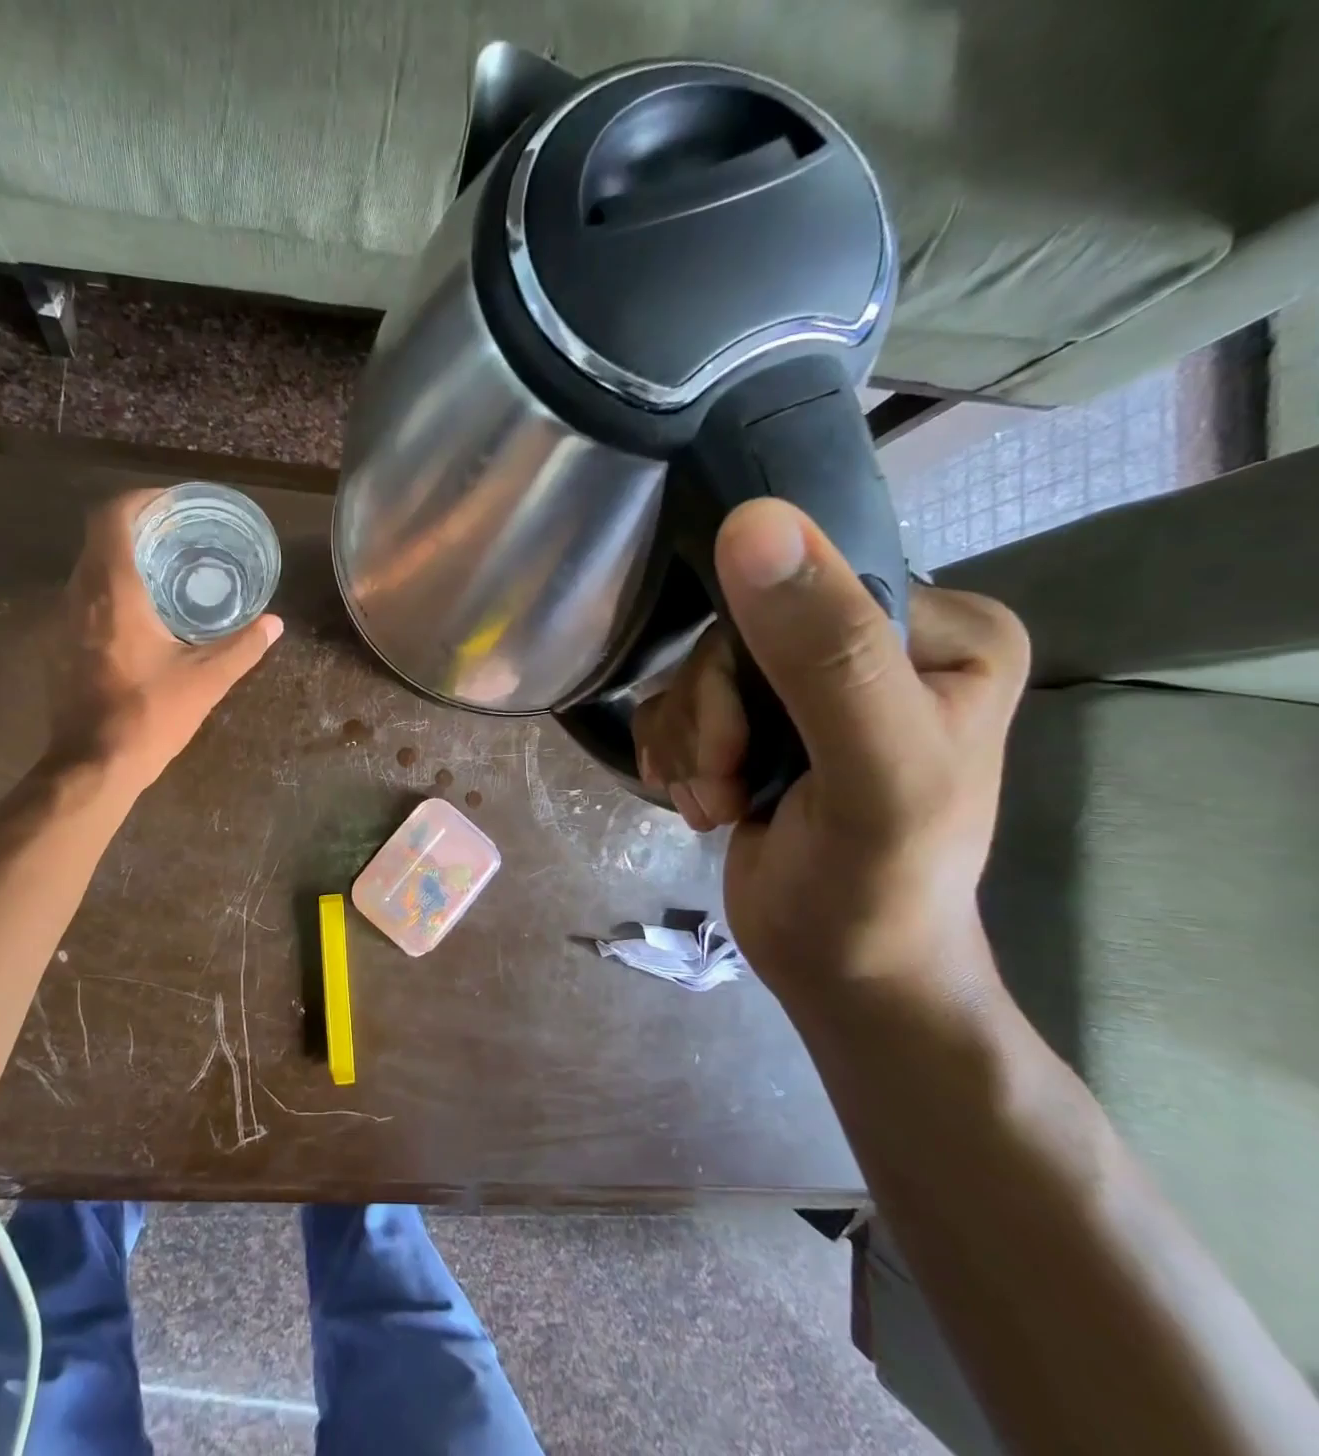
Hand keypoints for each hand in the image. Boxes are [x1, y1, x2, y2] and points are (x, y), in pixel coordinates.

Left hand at [48, 490, 281, 792]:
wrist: (92, 765)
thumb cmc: (149, 715)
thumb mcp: (206, 681)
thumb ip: (243, 647)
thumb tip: (274, 624)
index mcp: (114, 592)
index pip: (112, 518)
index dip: (139, 500)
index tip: (171, 504)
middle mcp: (80, 595)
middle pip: (98, 538)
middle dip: (135, 527)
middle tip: (176, 534)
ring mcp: (62, 621)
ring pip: (87, 568)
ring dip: (120, 559)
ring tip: (162, 569)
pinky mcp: (58, 645)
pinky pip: (82, 597)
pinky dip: (109, 589)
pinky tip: (139, 614)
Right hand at [632, 499, 1028, 1005]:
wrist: (843, 973)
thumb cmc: (877, 885)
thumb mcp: (871, 769)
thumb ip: (825, 650)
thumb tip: (752, 520)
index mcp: (943, 629)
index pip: (802, 589)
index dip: (746, 661)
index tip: (742, 743)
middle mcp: (880, 644)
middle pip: (736, 634)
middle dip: (711, 718)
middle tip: (727, 782)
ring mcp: (814, 686)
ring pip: (698, 671)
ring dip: (691, 745)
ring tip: (718, 801)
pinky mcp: (762, 723)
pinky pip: (681, 703)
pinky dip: (676, 754)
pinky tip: (701, 800)